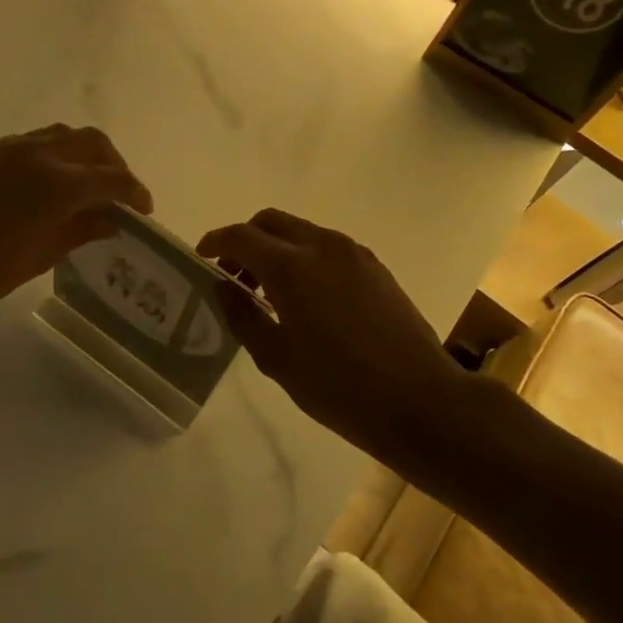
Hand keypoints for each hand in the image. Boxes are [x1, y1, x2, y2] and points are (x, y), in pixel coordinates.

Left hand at [0, 125, 152, 328]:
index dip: (135, 192)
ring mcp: (5, 147)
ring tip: (81, 185)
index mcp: (57, 184)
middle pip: (92, 142)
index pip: (113, 178)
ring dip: (80, 155)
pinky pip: (26, 143)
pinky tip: (38, 187)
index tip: (142, 209)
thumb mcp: (39, 257)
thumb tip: (110, 220)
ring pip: (59, 135)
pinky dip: (46, 157)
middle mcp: (36, 153)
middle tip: (115, 194)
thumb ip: (80, 231)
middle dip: (112, 164)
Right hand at [198, 210, 467, 444]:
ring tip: (269, 292)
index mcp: (292, 268)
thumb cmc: (338, 387)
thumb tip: (223, 286)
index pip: (241, 236)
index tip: (202, 257)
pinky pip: (327, 247)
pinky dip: (304, 257)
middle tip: (234, 276)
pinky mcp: (375, 267)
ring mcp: (354, 253)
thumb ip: (242, 315)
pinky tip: (306, 298)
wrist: (420, 400)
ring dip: (276, 248)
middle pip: (271, 222)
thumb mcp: (277, 358)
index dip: (216, 242)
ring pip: (301, 232)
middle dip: (246, 240)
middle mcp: (322, 246)